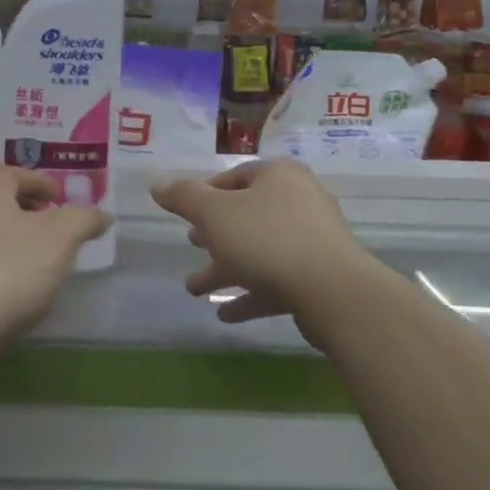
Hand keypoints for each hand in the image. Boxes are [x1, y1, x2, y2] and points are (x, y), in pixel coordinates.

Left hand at [0, 167, 109, 341]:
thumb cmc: (9, 270)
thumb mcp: (61, 238)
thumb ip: (83, 220)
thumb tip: (101, 214)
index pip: (9, 172)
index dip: (37, 181)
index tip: (58, 197)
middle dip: (23, 211)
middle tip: (50, 225)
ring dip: (9, 242)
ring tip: (37, 261)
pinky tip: (12, 292)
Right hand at [152, 160, 368, 335]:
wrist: (331, 290)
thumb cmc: (267, 239)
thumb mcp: (215, 214)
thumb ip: (185, 198)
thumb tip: (158, 184)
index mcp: (278, 176)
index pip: (234, 177)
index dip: (205, 194)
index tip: (185, 215)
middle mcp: (300, 200)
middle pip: (248, 215)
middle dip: (215, 235)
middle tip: (192, 245)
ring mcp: (313, 239)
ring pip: (260, 250)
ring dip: (226, 269)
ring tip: (195, 289)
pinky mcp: (320, 275)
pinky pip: (277, 279)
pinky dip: (251, 293)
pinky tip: (227, 314)